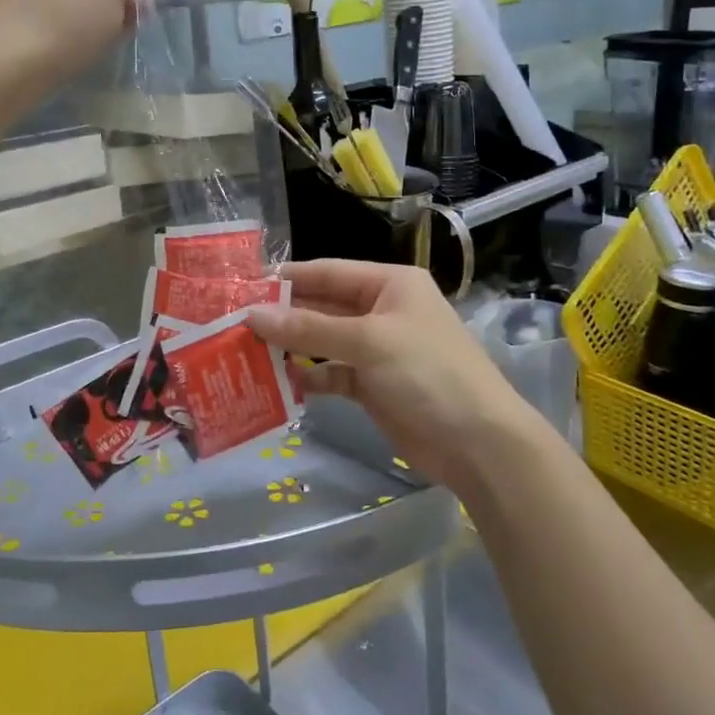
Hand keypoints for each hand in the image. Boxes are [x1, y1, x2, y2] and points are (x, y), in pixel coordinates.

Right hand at [248, 260, 546, 489]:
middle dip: (285, 316)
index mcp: (390, 284)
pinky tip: (282, 384)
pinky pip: (333, 374)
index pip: (329, 272)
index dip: (288, 279)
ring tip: (248, 353)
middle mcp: (382, 310)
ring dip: (292, 348)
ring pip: (324, 342)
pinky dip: (310, 378)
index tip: (244, 288)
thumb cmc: (427, 373)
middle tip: (236, 325)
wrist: (477, 443)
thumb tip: (252, 316)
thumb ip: (308, 329)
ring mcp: (378, 350)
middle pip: (324, 307)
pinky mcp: (373, 385)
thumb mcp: (367, 342)